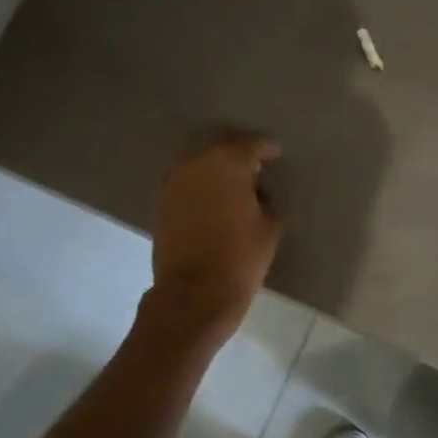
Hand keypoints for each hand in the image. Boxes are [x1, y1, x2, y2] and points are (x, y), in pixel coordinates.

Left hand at [148, 130, 283, 339]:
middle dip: (238, 150)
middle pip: (220, 144)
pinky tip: (213, 196)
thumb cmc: (240, 258)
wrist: (193, 294)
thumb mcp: (270, 226)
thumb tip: (255, 192)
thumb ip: (265, 199)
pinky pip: (186, 180)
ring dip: (215, 165)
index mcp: (227, 162)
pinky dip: (200, 182)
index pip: (251, 143)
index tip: (276, 154)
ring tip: (233, 180)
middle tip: (255, 163)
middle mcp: (196, 162)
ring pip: (199, 160)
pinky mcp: (161, 202)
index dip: (267, 148)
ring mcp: (174, 181)